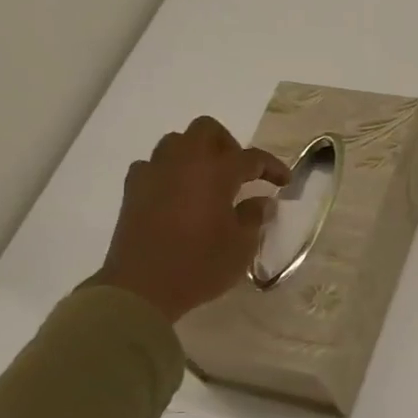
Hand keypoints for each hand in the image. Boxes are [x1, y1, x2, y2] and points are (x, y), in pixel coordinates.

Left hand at [90, 117, 287, 324]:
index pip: (251, 158)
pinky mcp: (132, 189)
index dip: (272, 167)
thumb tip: (261, 201)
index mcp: (216, 172)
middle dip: (229, 145)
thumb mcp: (240, 247)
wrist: (142, 287)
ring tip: (207, 182)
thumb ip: (253, 217)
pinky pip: (153, 165)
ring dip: (196, 154)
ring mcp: (154, 172)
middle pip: (207, 130)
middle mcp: (184, 162)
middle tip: (240, 174)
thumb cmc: (200, 266)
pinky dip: (168, 172)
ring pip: (176, 142)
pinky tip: (176, 194)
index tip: (284, 181)